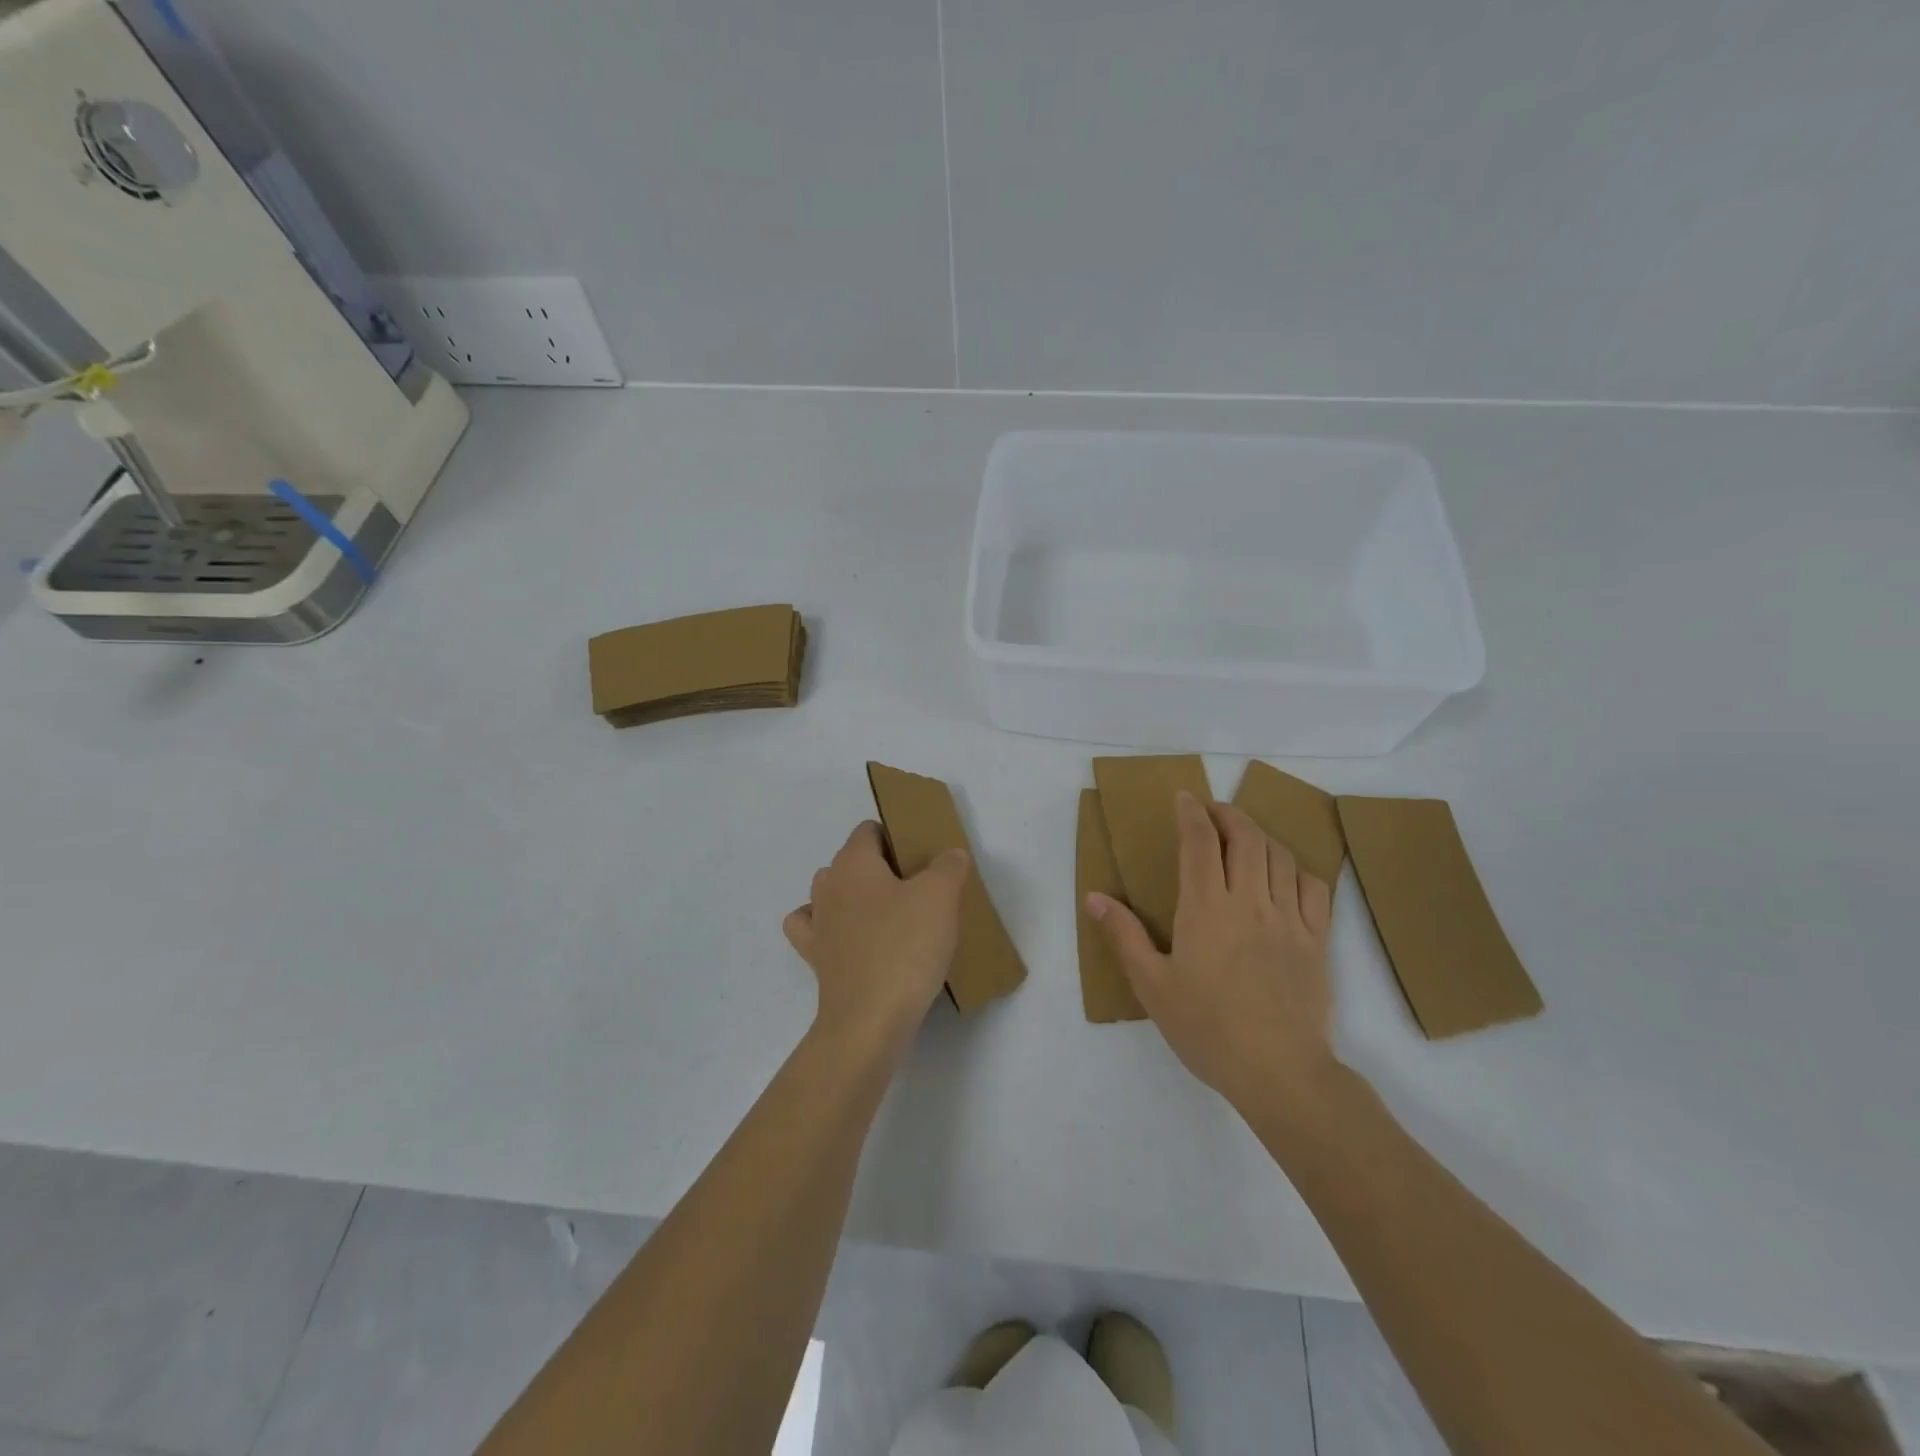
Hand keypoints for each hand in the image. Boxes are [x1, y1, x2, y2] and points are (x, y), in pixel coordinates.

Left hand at [784, 822, 969, 1062]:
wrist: (870, 1021)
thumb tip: (949, 855)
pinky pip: (818, 932)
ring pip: (831, 894)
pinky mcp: (816, 960)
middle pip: (851, 861)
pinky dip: (832, 930)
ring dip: (856, 898)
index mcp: (853, 863)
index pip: (869, 830)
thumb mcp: (941, 897)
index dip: (896, 836)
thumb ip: (949, 866)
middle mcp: (827, 887)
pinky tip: (854, 939)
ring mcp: (817, 925)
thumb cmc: (905, 948)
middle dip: (880, 868)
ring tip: (891, 916)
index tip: (923, 858)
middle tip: (918, 889)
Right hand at [1088, 793, 1337, 1124]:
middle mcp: (1249, 901)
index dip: (1191, 812)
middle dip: (1228, 814)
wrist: (1278, 1071)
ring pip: (1280, 855)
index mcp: (1205, 908)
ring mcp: (1288, 918)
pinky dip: (1298, 870)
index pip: (1200, 841)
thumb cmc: (1206, 1029)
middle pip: (1245, 837)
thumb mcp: (1151, 985)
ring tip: (1245, 837)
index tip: (1184, 798)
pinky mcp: (1316, 940)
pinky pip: (1314, 888)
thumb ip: (1124, 935)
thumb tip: (1094, 896)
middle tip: (1213, 811)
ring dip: (1260, 836)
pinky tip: (1286, 875)